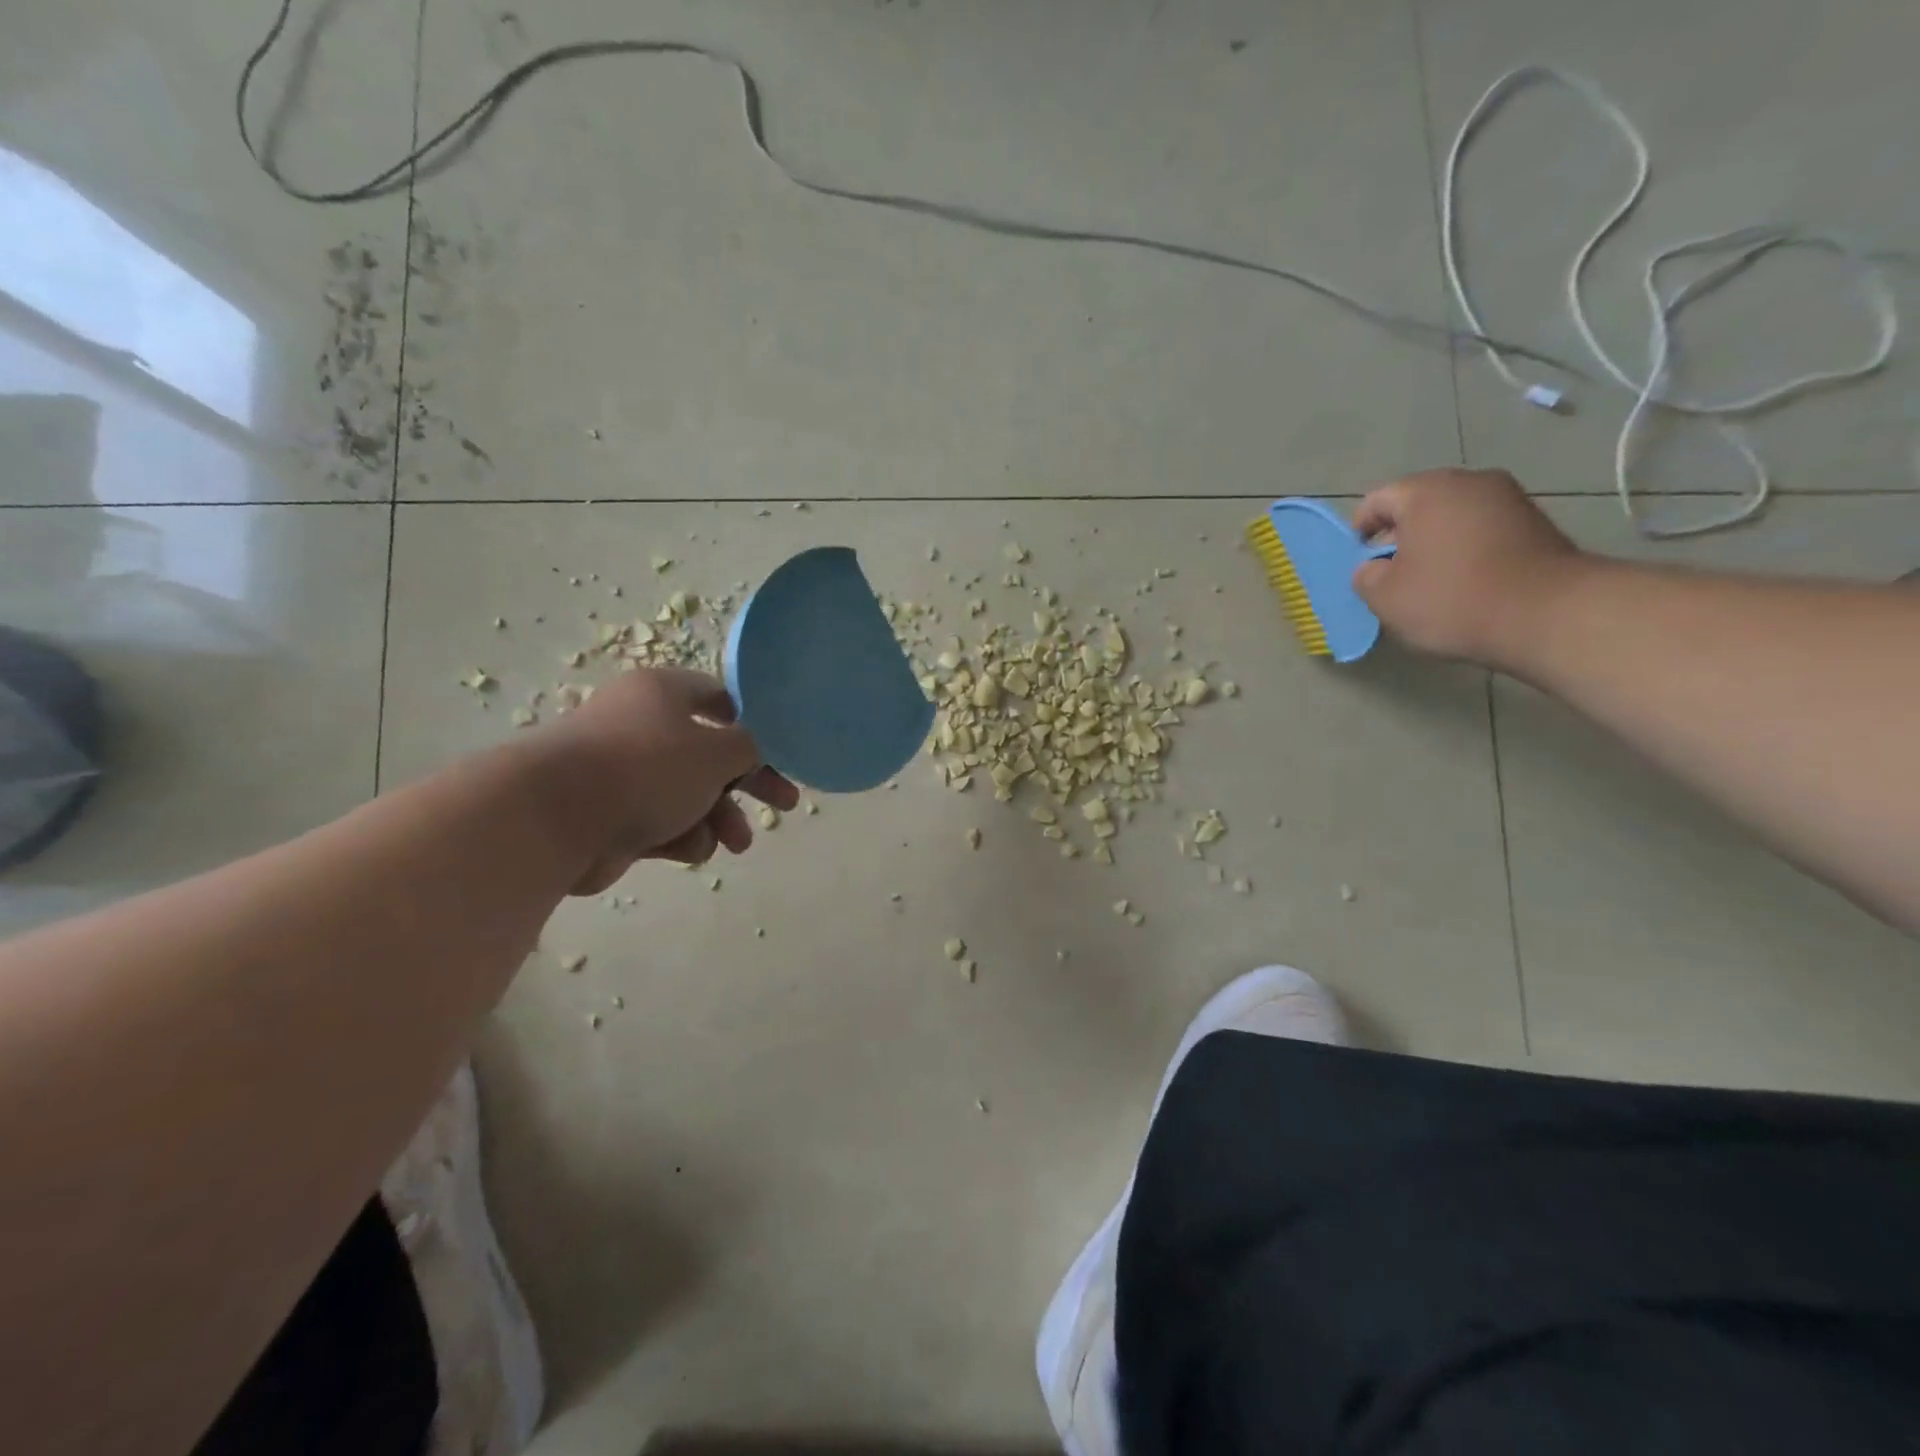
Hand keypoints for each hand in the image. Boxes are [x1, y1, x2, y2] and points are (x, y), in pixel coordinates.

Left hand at [537, 666, 798, 892]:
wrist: (554, 819)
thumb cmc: (647, 768)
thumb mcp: (717, 752)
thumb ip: (750, 748)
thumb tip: (755, 748)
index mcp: (664, 693)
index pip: (720, 699)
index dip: (755, 725)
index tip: (781, 752)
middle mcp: (643, 725)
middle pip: (710, 753)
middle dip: (749, 784)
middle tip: (785, 805)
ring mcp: (624, 772)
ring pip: (689, 794)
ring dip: (720, 818)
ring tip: (737, 844)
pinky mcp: (611, 815)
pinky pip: (662, 821)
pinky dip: (682, 835)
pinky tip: (691, 850)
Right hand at [1350, 468, 1584, 668]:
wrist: (1548, 613)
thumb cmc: (1452, 598)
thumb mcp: (1385, 596)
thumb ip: (1365, 576)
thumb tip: (1374, 568)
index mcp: (1427, 491)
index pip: (1377, 500)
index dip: (1360, 531)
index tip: (1361, 563)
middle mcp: (1470, 481)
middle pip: (1419, 504)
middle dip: (1400, 536)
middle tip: (1393, 574)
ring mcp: (1509, 498)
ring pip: (1454, 516)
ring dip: (1436, 543)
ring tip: (1431, 581)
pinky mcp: (1536, 522)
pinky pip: (1484, 530)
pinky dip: (1468, 550)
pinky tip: (1466, 582)